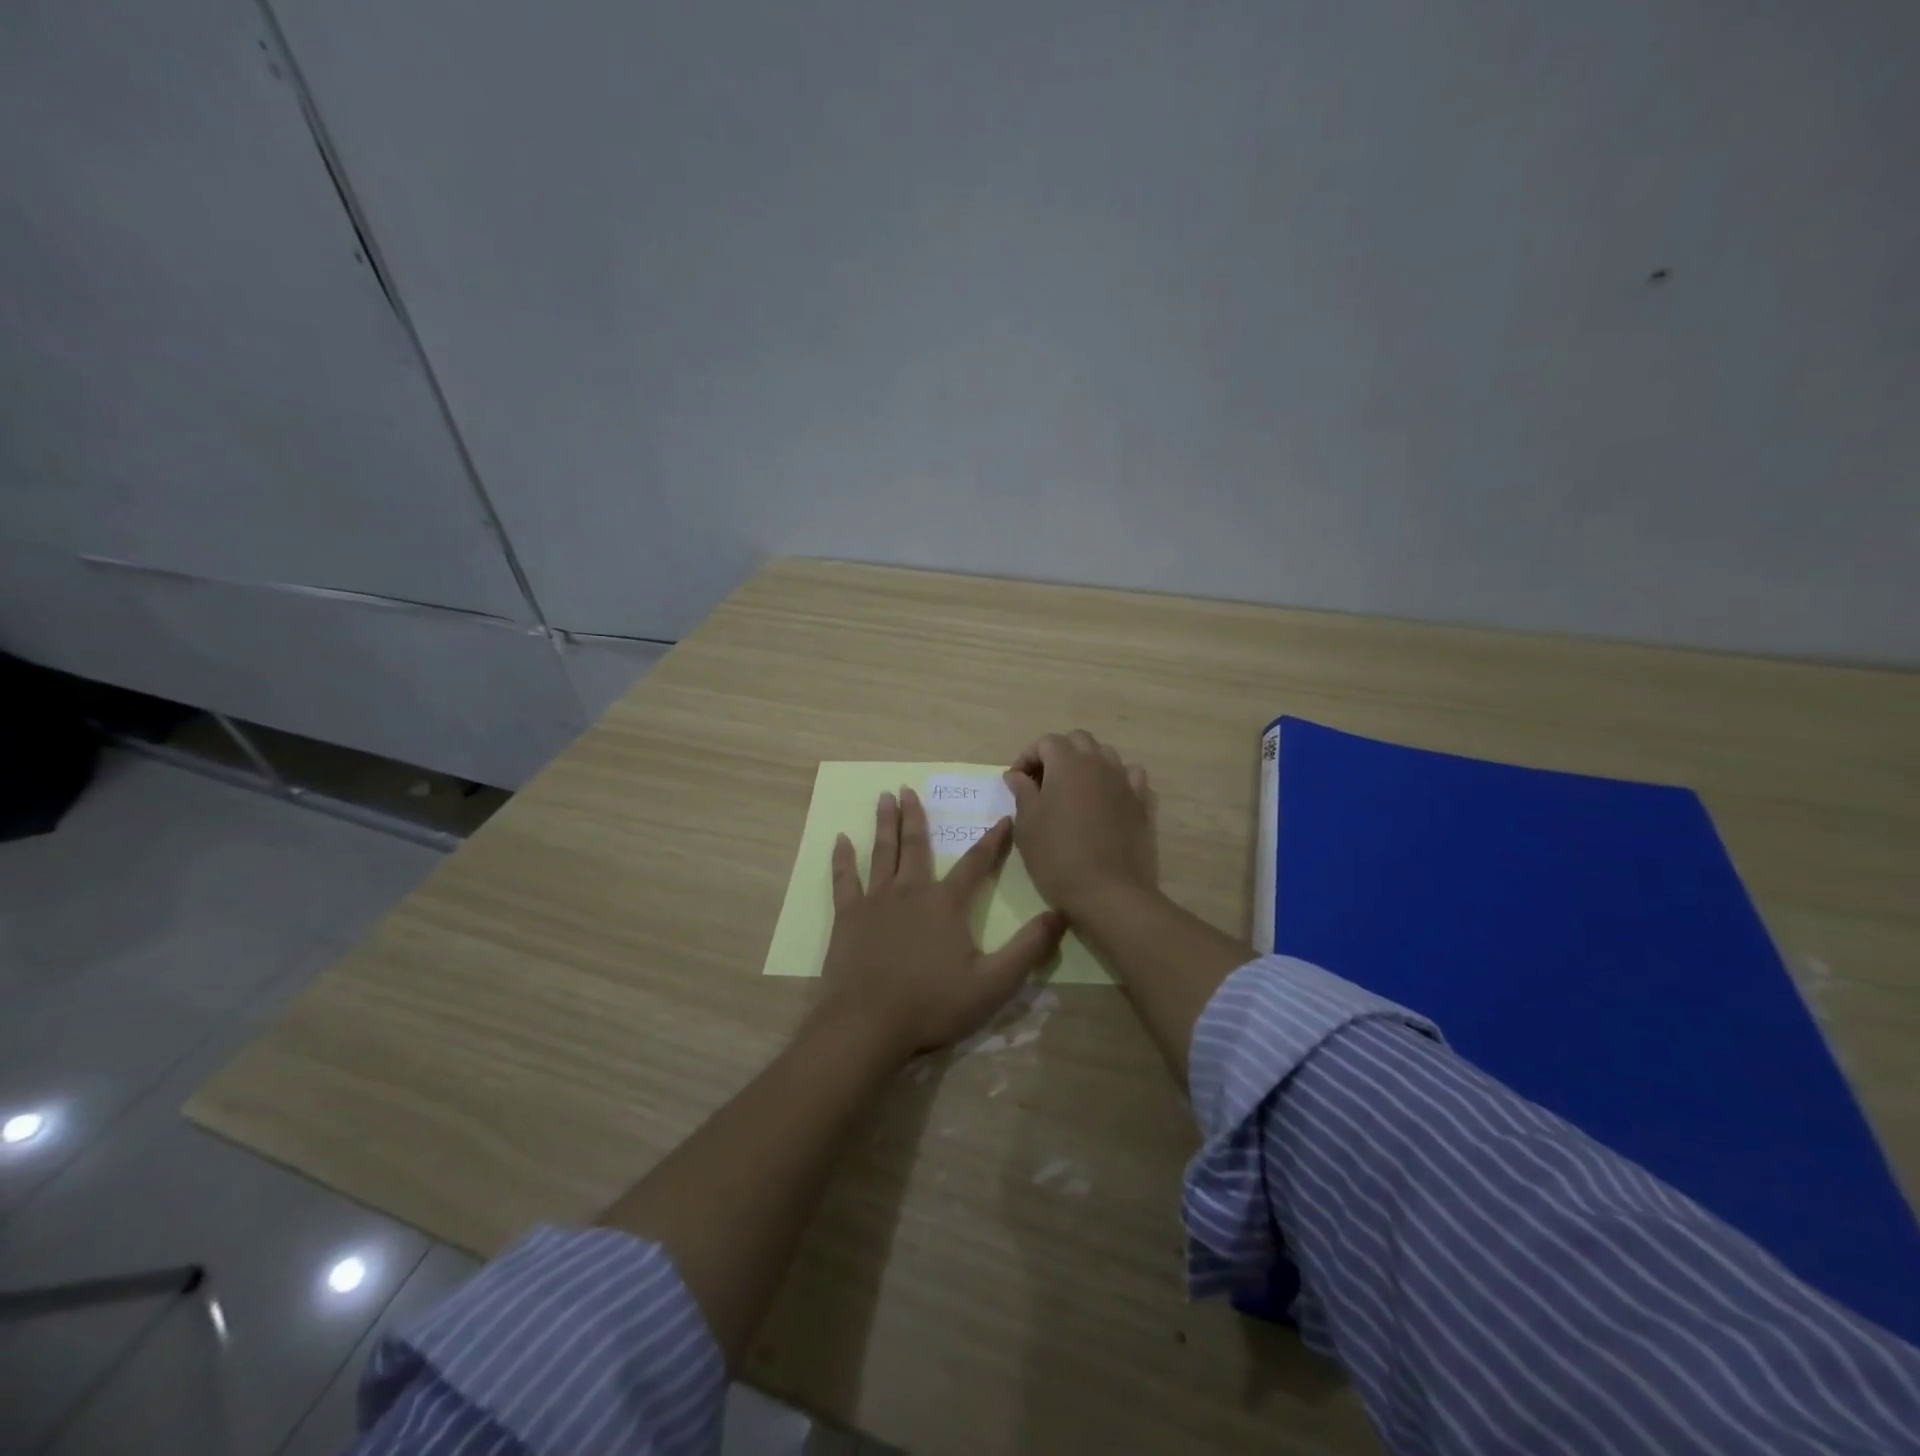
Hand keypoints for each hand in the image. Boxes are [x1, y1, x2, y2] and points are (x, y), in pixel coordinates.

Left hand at [816, 787, 1067, 1061]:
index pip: (976, 863)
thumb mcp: (993, 983)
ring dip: (884, 824)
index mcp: (947, 903)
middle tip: (908, 788)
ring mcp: (876, 901)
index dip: (993, 840)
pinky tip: (840, 840)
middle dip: (916, 815)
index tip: (1002, 817)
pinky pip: (844, 879)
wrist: (868, 1024)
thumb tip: (1060, 914)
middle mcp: (911, 891)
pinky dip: (842, 858)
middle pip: (916, 845)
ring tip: (884, 797)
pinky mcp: (848, 917)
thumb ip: (1028, 948)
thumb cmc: (933, 1005)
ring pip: (882, 853)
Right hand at [1003, 730, 1157, 918]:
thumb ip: (1022, 792)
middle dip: (1058, 754)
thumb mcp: (1027, 824)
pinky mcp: (1143, 803)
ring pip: (1106, 756)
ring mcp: (1126, 781)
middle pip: (1078, 741)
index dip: (1027, 758)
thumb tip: (1017, 775)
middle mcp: (1099, 762)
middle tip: (1043, 783)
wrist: (1109, 892)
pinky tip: (1106, 802)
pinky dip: (1115, 782)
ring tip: (1074, 792)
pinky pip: (1130, 778)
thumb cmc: (1058, 856)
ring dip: (1087, 765)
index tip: (1016, 783)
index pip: (1045, 742)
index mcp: (1068, 762)